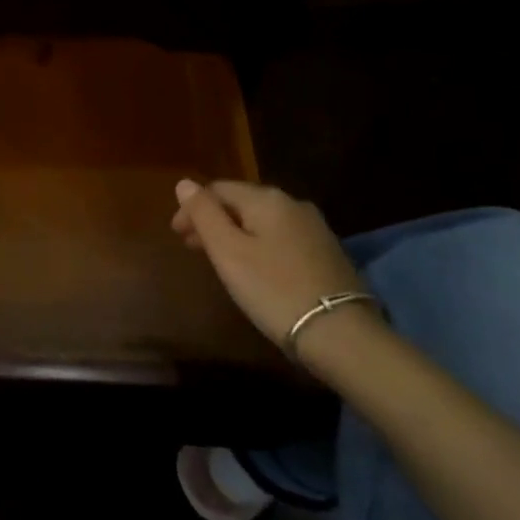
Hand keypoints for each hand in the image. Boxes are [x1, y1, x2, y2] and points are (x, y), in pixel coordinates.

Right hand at [171, 180, 364, 347]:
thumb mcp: (228, 251)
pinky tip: (257, 269)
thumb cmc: (274, 289)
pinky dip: (260, 246)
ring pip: (263, 222)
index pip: (217, 189)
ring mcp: (316, 229)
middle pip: (241, 203)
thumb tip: (185, 183)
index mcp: (266, 198)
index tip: (177, 236)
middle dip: (214, 221)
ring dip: (237, 234)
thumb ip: (204, 214)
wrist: (342, 335)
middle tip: (193, 248)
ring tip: (221, 260)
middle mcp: (293, 204)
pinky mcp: (329, 254)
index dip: (192, 208)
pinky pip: (282, 239)